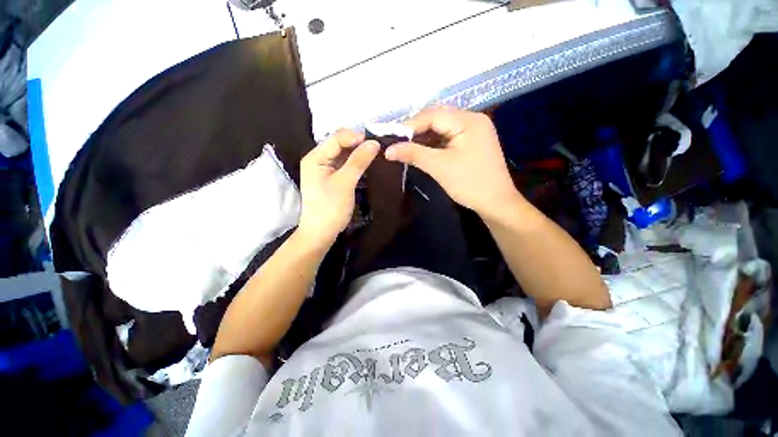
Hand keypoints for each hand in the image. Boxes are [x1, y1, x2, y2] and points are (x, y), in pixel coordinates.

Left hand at [298, 129, 379, 247]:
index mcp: (315, 157)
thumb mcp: (345, 183)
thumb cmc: (331, 208)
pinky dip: (355, 163)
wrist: (321, 233)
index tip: (376, 143)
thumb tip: (374, 143)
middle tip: (377, 148)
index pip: (337, 138)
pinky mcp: (330, 177)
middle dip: (358, 144)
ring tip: (375, 154)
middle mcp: (317, 159)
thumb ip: (358, 161)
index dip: (356, 137)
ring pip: (343, 154)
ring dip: (358, 153)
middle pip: (339, 144)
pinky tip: (366, 163)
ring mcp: (324, 169)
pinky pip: (344, 164)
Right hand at [385, 107, 519, 217]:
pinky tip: (422, 150)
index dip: (409, 125)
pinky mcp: (472, 142)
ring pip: (442, 128)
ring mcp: (474, 130)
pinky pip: (448, 137)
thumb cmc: (470, 184)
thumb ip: (413, 154)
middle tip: (397, 142)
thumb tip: (388, 150)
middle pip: (437, 118)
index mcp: (468, 121)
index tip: (391, 138)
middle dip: (416, 131)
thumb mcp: (439, 167)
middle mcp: (472, 119)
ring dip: (424, 137)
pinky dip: (434, 143)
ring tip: (406, 147)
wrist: (496, 203)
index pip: (432, 115)